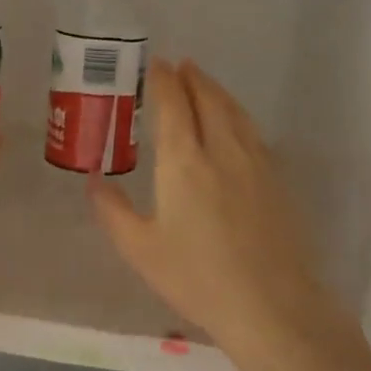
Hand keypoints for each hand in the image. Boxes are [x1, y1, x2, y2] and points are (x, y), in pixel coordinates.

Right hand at [89, 59, 343, 370]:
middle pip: (209, 100)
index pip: (174, 105)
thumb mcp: (141, 250)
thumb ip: (113, 211)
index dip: (165, 80)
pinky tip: (236, 125)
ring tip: (206, 83)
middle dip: (193, 78)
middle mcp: (222, 151)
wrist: (272, 306)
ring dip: (218, 91)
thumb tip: (92, 180)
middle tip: (182, 64)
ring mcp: (256, 164)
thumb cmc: (197, 279)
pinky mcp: (278, 181)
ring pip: (236, 113)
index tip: (158, 63)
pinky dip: (238, 115)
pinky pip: (254, 132)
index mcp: (184, 162)